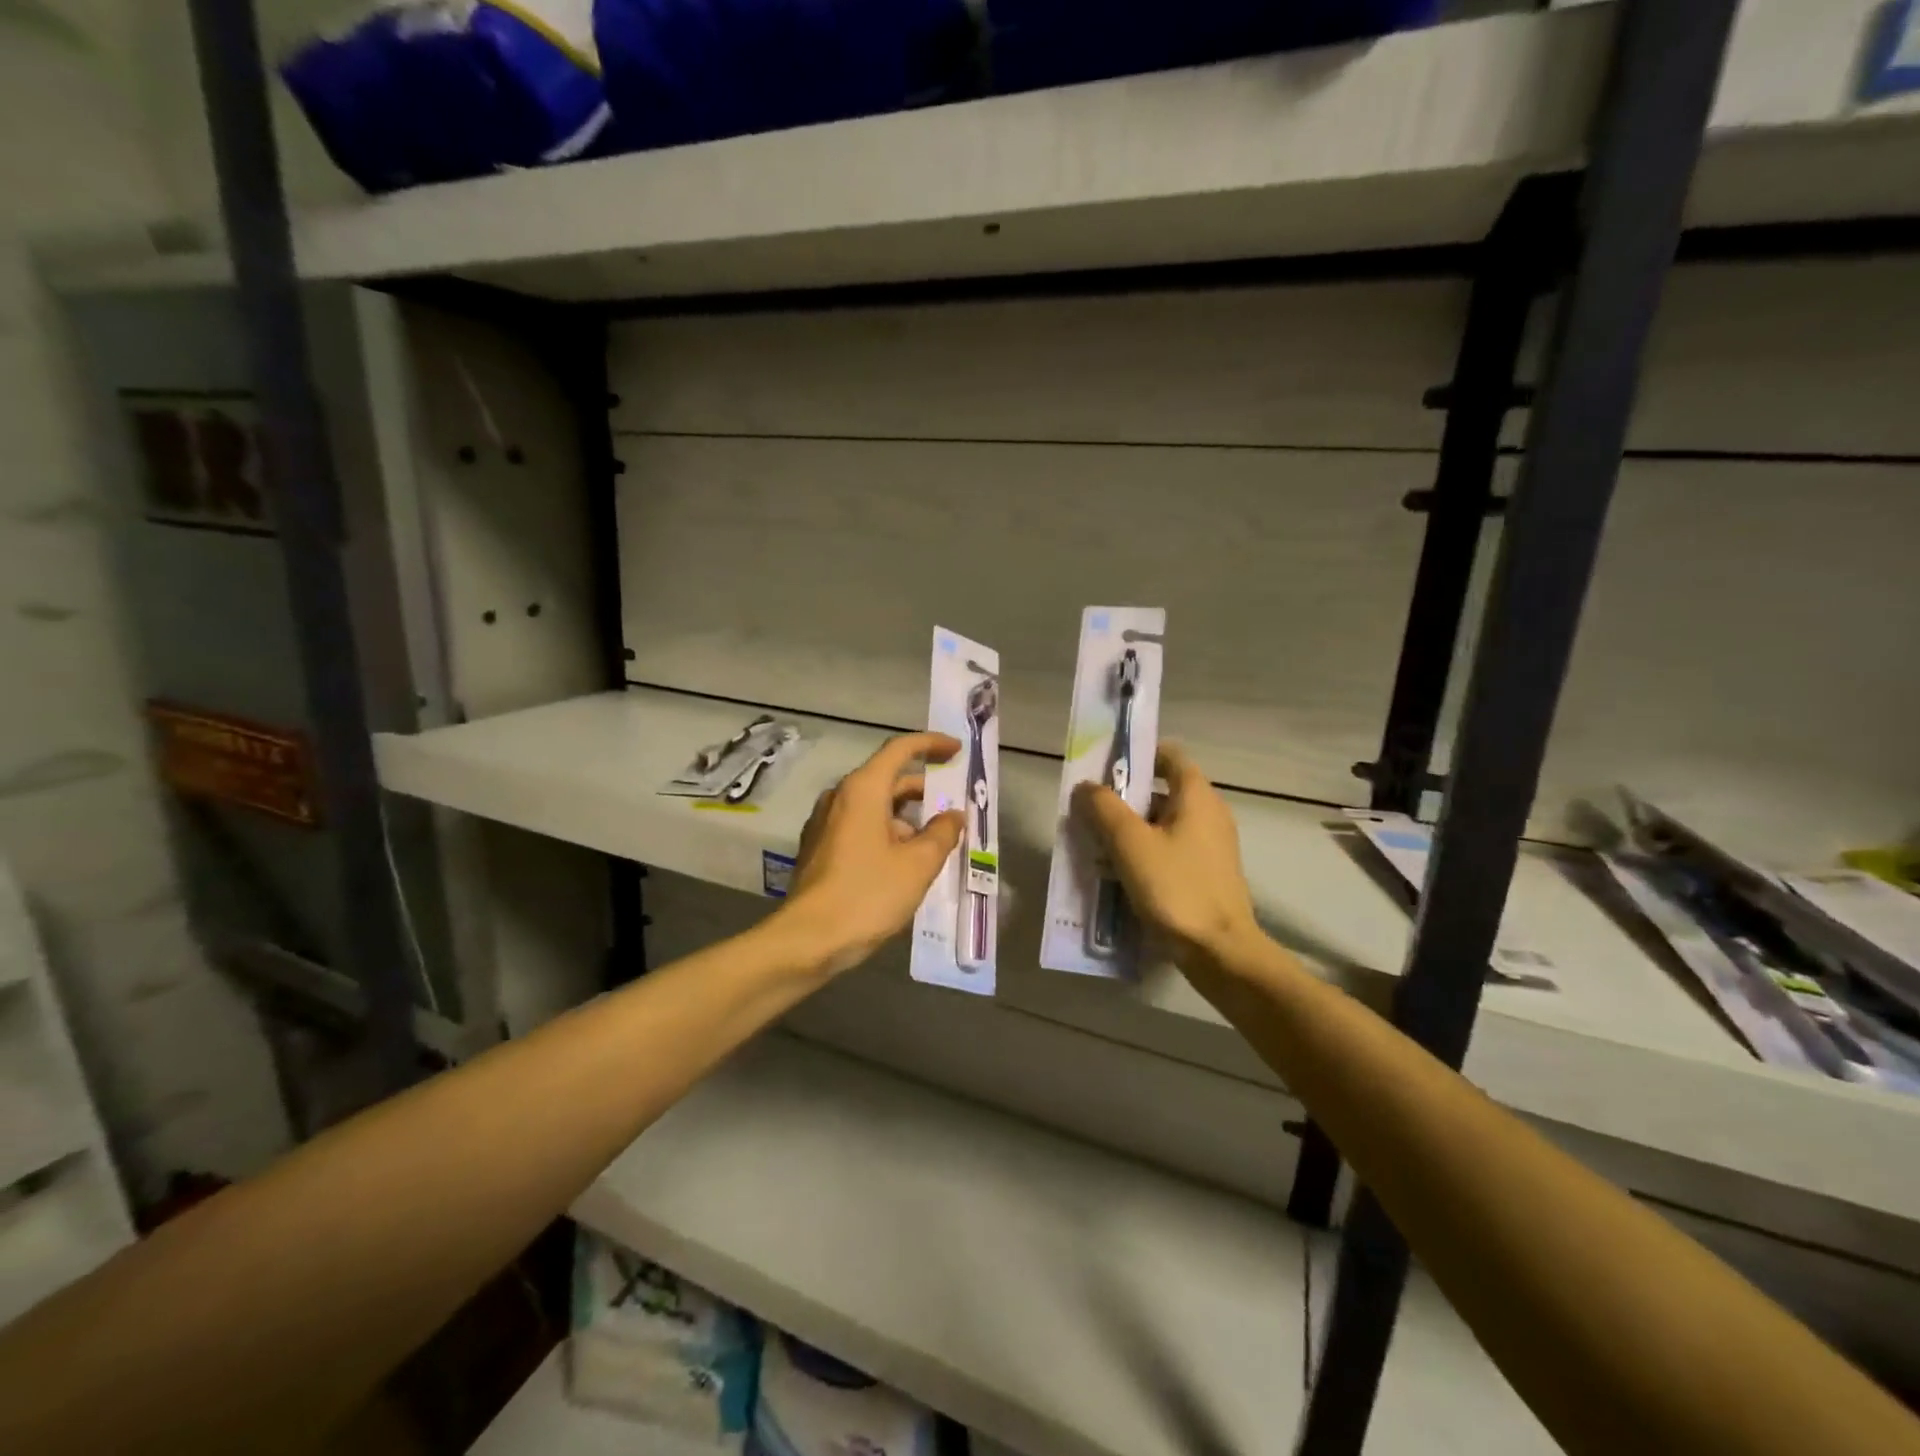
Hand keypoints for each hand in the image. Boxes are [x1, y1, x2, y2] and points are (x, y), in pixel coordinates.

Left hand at [780, 732, 965, 976]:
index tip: (956, 750)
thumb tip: (954, 816)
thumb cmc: (867, 894)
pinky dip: (887, 832)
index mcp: (863, 789)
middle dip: (923, 789)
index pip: (900, 749)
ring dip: (906, 816)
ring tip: (936, 840)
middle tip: (954, 803)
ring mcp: (825, 823)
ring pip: (874, 806)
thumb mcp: (918, 865)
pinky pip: (860, 827)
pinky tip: (905, 861)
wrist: (808, 940)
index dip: (931, 744)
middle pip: (888, 778)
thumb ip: (942, 834)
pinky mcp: (820, 848)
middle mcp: (840, 797)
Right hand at [1072, 743, 1258, 963]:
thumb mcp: (1130, 843)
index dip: (1138, 753)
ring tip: (1096, 843)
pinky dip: (1146, 851)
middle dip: (1125, 796)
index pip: (1170, 755)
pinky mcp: (1207, 874)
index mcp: (1197, 796)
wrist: (1220, 952)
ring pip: (1164, 823)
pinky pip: (1171, 849)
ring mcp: (1212, 846)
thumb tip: (1086, 786)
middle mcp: (1210, 814)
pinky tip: (1120, 873)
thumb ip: (1104, 808)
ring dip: (1131, 828)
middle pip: (1163, 790)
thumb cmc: (1175, 887)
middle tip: (1091, 809)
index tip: (1106, 765)